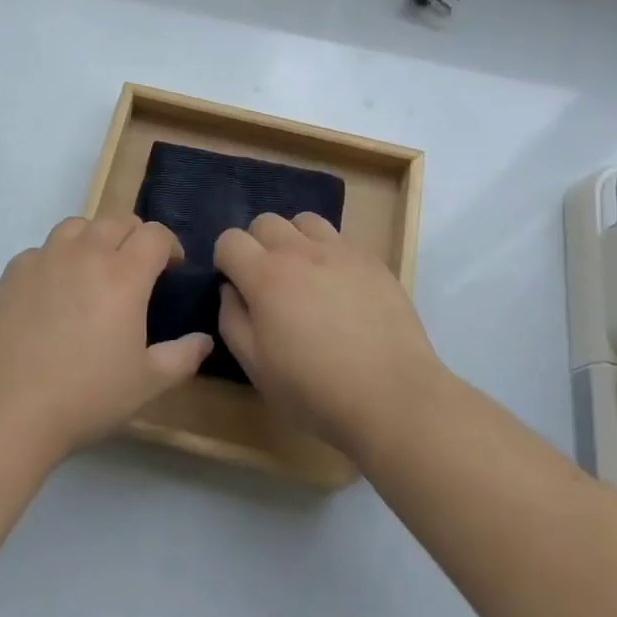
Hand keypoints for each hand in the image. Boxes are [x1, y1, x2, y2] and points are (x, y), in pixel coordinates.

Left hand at [0, 215, 211, 464]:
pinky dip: (56, 260)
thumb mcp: (146, 384)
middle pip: (118, 220)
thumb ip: (182, 357)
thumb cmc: (84, 397)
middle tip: (136, 271)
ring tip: (94, 271)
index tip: (172, 270)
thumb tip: (204, 340)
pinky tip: (52, 294)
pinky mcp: (12, 273)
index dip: (170, 246)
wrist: (3, 412)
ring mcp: (45, 258)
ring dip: (94, 239)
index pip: (155, 234)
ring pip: (78, 226)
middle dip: (135, 237)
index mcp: (124, 273)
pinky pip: (42, 250)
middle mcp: (85, 253)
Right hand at [215, 212, 441, 458]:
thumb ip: (233, 321)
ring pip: (304, 221)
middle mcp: (299, 251)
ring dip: (294, 239)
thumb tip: (230, 290)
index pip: (230, 240)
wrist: (391, 395)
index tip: (235, 285)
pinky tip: (339, 287)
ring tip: (304, 274)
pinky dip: (329, 253)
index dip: (225, 259)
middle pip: (266, 221)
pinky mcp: (371, 259)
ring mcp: (339, 250)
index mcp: (266, 276)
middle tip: (267, 281)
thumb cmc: (315, 390)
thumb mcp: (257, 368)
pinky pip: (340, 239)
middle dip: (257, 244)